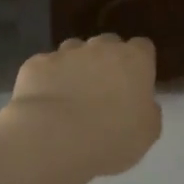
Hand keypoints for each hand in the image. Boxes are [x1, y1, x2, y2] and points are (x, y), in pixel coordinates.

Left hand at [0, 34, 162, 179]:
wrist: (55, 139)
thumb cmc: (112, 138)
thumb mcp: (147, 132)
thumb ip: (147, 110)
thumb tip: (141, 103)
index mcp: (134, 60)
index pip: (142, 47)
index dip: (138, 64)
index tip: (134, 84)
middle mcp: (100, 48)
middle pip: (107, 44)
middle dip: (105, 61)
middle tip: (101, 92)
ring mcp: (65, 53)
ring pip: (73, 51)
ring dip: (75, 67)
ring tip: (69, 97)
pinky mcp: (36, 64)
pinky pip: (45, 67)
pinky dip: (46, 80)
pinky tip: (44, 103)